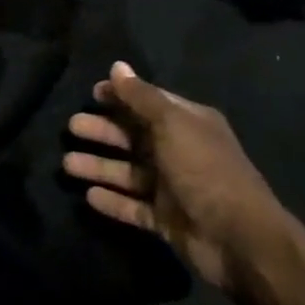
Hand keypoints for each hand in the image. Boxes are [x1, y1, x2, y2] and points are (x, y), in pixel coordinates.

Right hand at [64, 62, 287, 293]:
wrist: (238, 238)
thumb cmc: (204, 169)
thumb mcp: (172, 124)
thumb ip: (141, 97)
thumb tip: (116, 66)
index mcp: (188, 123)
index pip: (149, 102)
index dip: (121, 96)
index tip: (91, 93)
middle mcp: (179, 151)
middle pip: (134, 136)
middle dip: (103, 131)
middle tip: (72, 127)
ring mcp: (173, 187)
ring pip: (129, 172)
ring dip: (100, 166)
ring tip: (67, 164)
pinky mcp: (166, 220)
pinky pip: (133, 206)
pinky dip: (113, 201)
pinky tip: (88, 196)